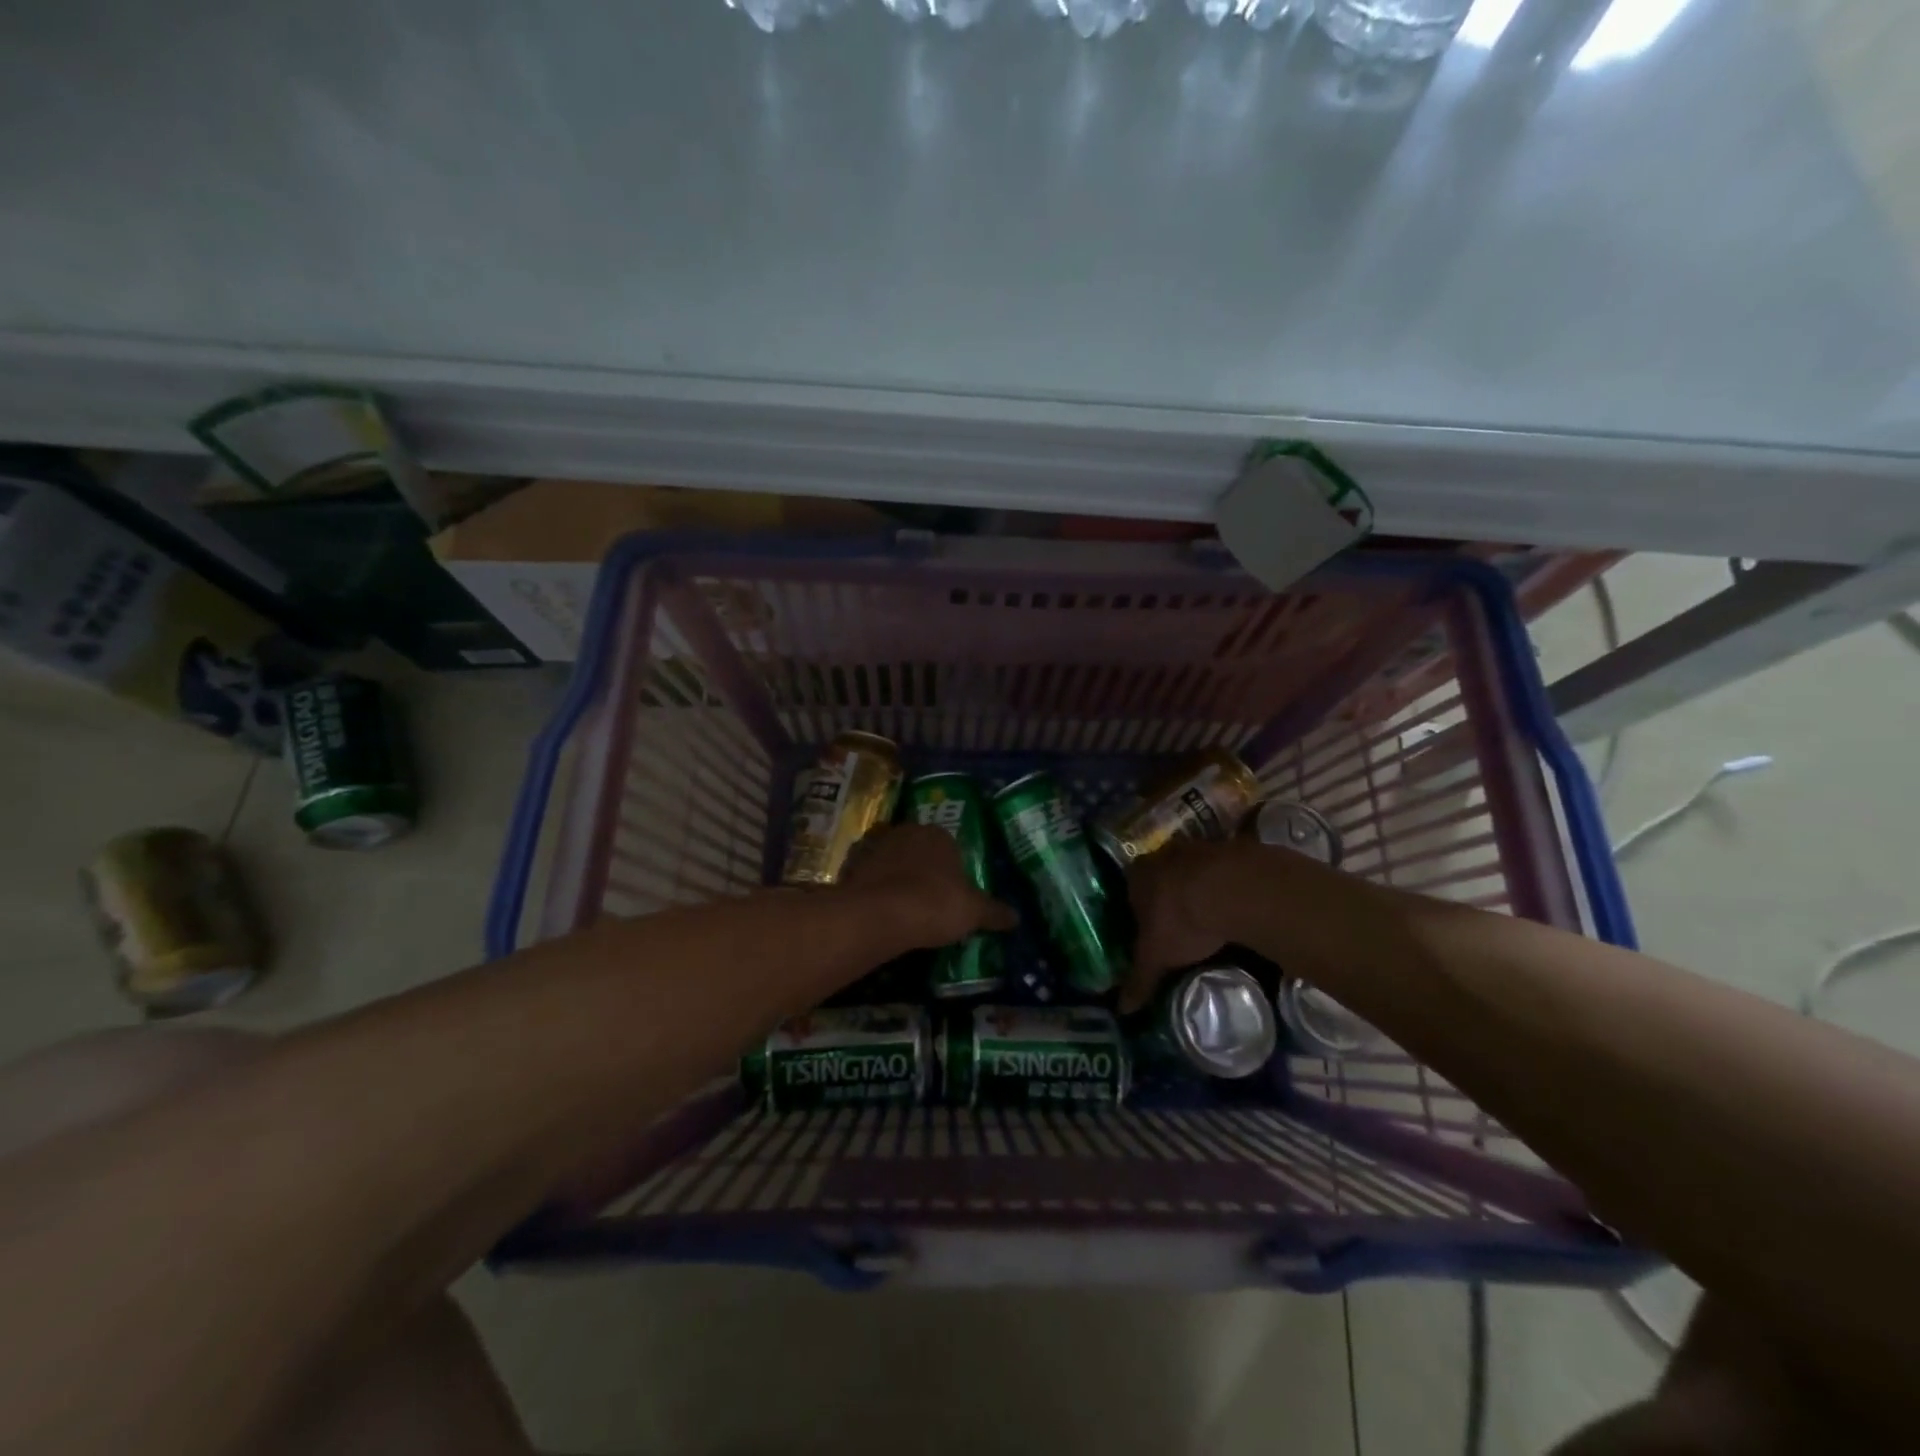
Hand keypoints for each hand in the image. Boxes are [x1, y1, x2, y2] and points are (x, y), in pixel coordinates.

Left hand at [840, 824, 1017, 949]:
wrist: (880, 914)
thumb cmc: (935, 904)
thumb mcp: (973, 912)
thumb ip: (994, 912)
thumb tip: (1016, 918)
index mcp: (938, 834)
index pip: (950, 846)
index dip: (952, 870)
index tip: (952, 893)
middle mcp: (906, 831)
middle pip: (918, 849)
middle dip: (922, 870)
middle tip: (928, 900)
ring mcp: (875, 846)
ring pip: (891, 860)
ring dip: (895, 877)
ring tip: (902, 907)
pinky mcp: (851, 865)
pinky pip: (867, 875)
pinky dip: (872, 887)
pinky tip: (879, 909)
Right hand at [1120, 839, 1236, 1011]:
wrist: (1233, 889)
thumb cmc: (1181, 921)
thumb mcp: (1157, 956)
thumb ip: (1140, 979)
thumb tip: (1121, 1009)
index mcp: (1137, 874)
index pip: (1130, 891)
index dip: (1138, 911)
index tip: (1149, 930)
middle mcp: (1162, 854)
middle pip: (1161, 878)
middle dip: (1168, 898)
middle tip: (1179, 924)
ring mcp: (1198, 848)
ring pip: (1192, 871)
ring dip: (1198, 889)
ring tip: (1209, 916)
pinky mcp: (1232, 849)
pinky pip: (1223, 871)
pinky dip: (1225, 886)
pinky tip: (1234, 905)